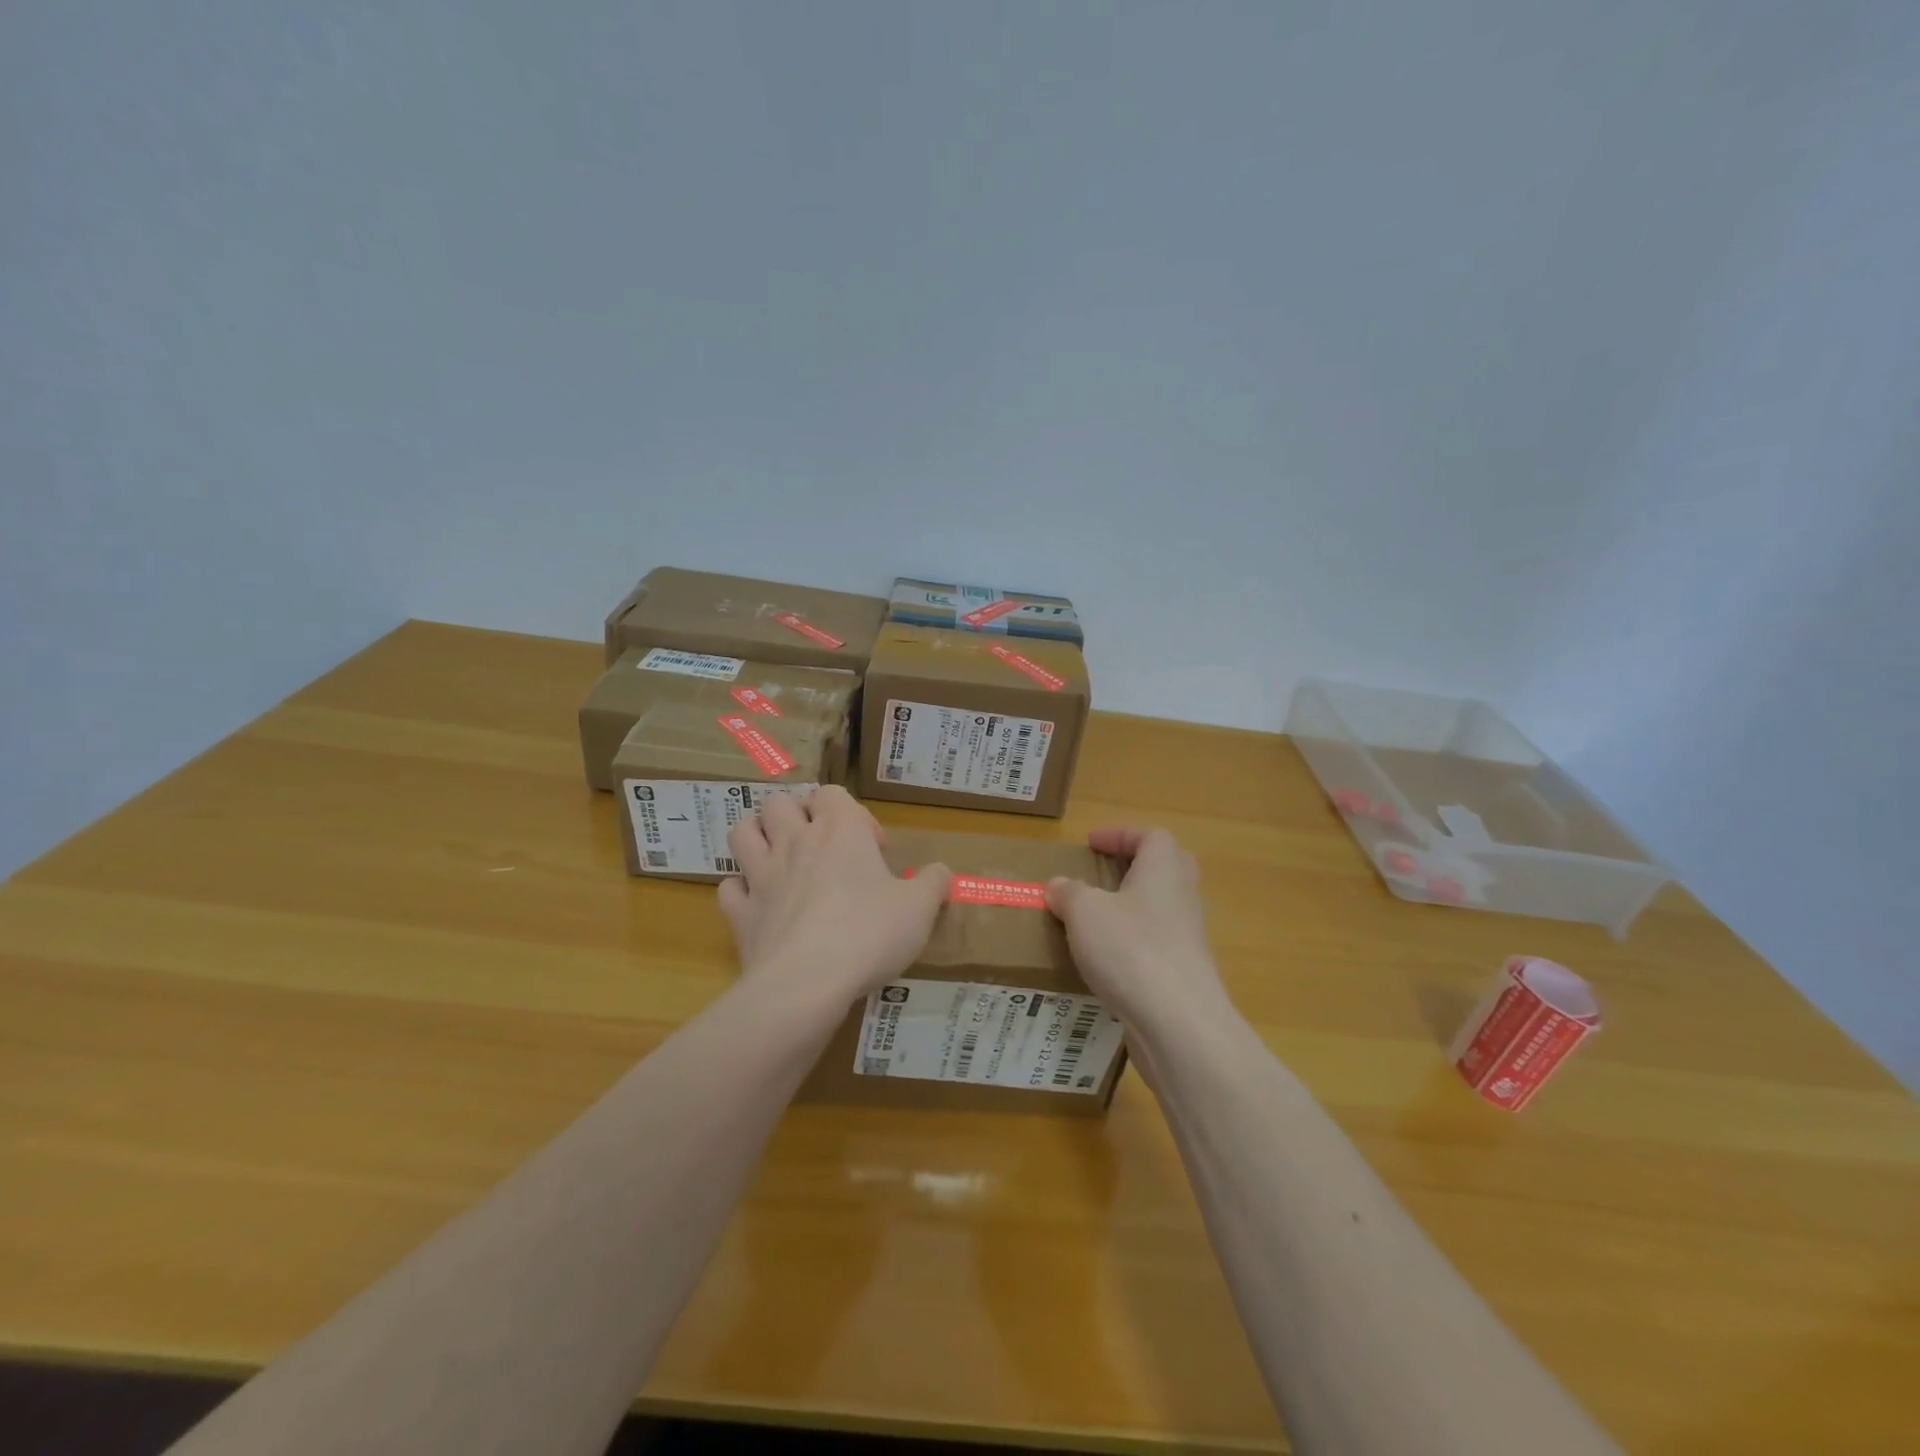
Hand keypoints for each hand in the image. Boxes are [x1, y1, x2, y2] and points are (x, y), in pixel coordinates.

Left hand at [718, 786, 950, 1012]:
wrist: (808, 982)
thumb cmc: (870, 934)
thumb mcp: (919, 909)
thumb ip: (934, 883)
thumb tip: (942, 872)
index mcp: (838, 831)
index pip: (832, 793)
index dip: (852, 812)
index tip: (873, 848)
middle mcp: (794, 842)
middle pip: (778, 803)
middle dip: (796, 815)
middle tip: (820, 845)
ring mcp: (761, 876)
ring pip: (742, 832)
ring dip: (757, 837)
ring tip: (779, 858)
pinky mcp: (740, 913)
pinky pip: (729, 888)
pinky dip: (741, 891)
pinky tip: (759, 904)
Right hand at [1046, 827, 1228, 1026]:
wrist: (1178, 1023)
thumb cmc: (1130, 949)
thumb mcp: (1085, 912)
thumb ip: (1069, 893)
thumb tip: (1059, 885)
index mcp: (1164, 870)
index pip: (1151, 836)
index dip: (1120, 834)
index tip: (1091, 844)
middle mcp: (1182, 898)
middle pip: (1166, 869)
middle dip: (1134, 868)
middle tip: (1101, 876)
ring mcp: (1187, 939)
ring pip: (1160, 911)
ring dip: (1130, 910)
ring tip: (1092, 922)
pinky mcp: (1183, 975)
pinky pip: (1156, 947)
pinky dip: (1132, 947)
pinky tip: (1104, 964)